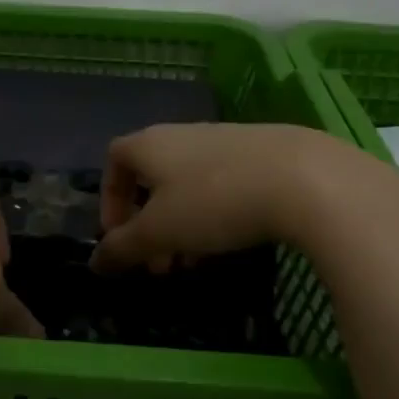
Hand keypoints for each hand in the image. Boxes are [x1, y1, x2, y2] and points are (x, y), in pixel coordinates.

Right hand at [91, 123, 398, 272]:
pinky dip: (214, 213)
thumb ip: (123, 247)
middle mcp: (182, 134)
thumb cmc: (214, 201)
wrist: (303, 177)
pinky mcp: (260, 151)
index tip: (121, 238)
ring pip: (187, 184)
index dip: (110, 200)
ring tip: (195, 261)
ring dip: (182, 224)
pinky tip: (232, 241)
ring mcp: (223, 139)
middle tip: (159, 264)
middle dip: (149, 224)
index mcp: (149, 144)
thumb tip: (95, 262)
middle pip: (152, 177)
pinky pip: (221, 183)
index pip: (114, 161)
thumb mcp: (160, 232)